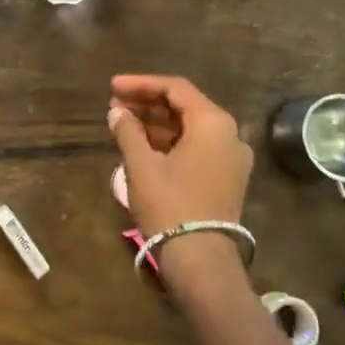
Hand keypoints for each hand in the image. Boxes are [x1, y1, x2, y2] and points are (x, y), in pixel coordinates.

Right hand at [108, 75, 253, 262]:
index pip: (175, 88)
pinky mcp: (227, 179)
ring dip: (157, 123)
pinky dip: (171, 141)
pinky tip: (143, 145)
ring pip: (191, 128)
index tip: (113, 86)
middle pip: (185, 106)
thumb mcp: (141, 164)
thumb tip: (117, 112)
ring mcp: (232, 159)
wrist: (200, 260)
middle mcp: (229, 134)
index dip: (141, 84)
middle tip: (115, 104)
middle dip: (148, 103)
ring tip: (123, 123)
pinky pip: (198, 147)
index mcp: (213, 123)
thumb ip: (128, 131)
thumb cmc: (169, 204)